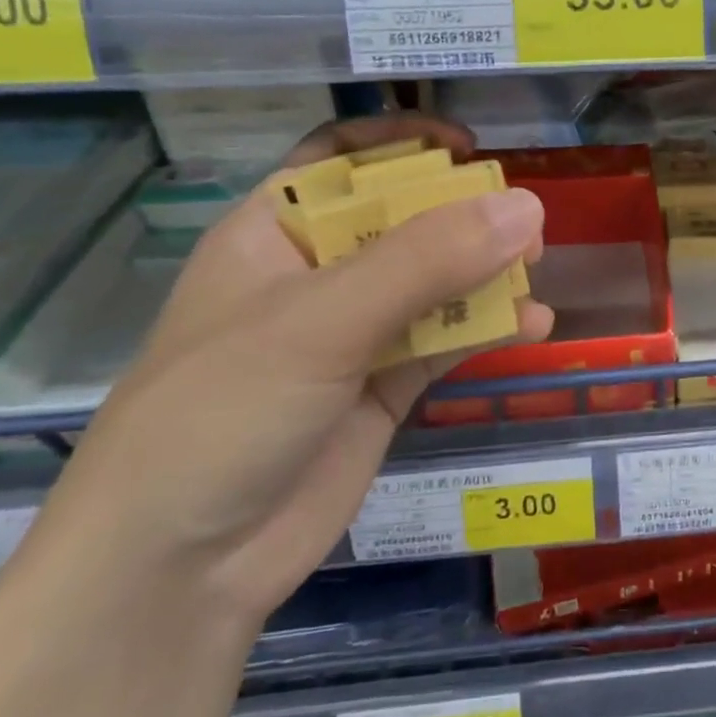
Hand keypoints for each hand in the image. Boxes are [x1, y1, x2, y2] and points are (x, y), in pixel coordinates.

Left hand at [30, 116, 550, 632]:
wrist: (177, 572)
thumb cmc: (223, 413)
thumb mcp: (322, 321)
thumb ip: (427, 261)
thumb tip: (527, 206)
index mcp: (277, 235)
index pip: (342, 161)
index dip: (402, 144)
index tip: (468, 146)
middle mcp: (317, 277)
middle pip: (403, 220)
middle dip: (463, 214)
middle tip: (525, 219)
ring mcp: (353, 335)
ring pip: (434, 282)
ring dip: (486, 273)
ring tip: (538, 268)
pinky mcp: (383, 388)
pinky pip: (447, 341)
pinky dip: (489, 329)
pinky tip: (532, 327)